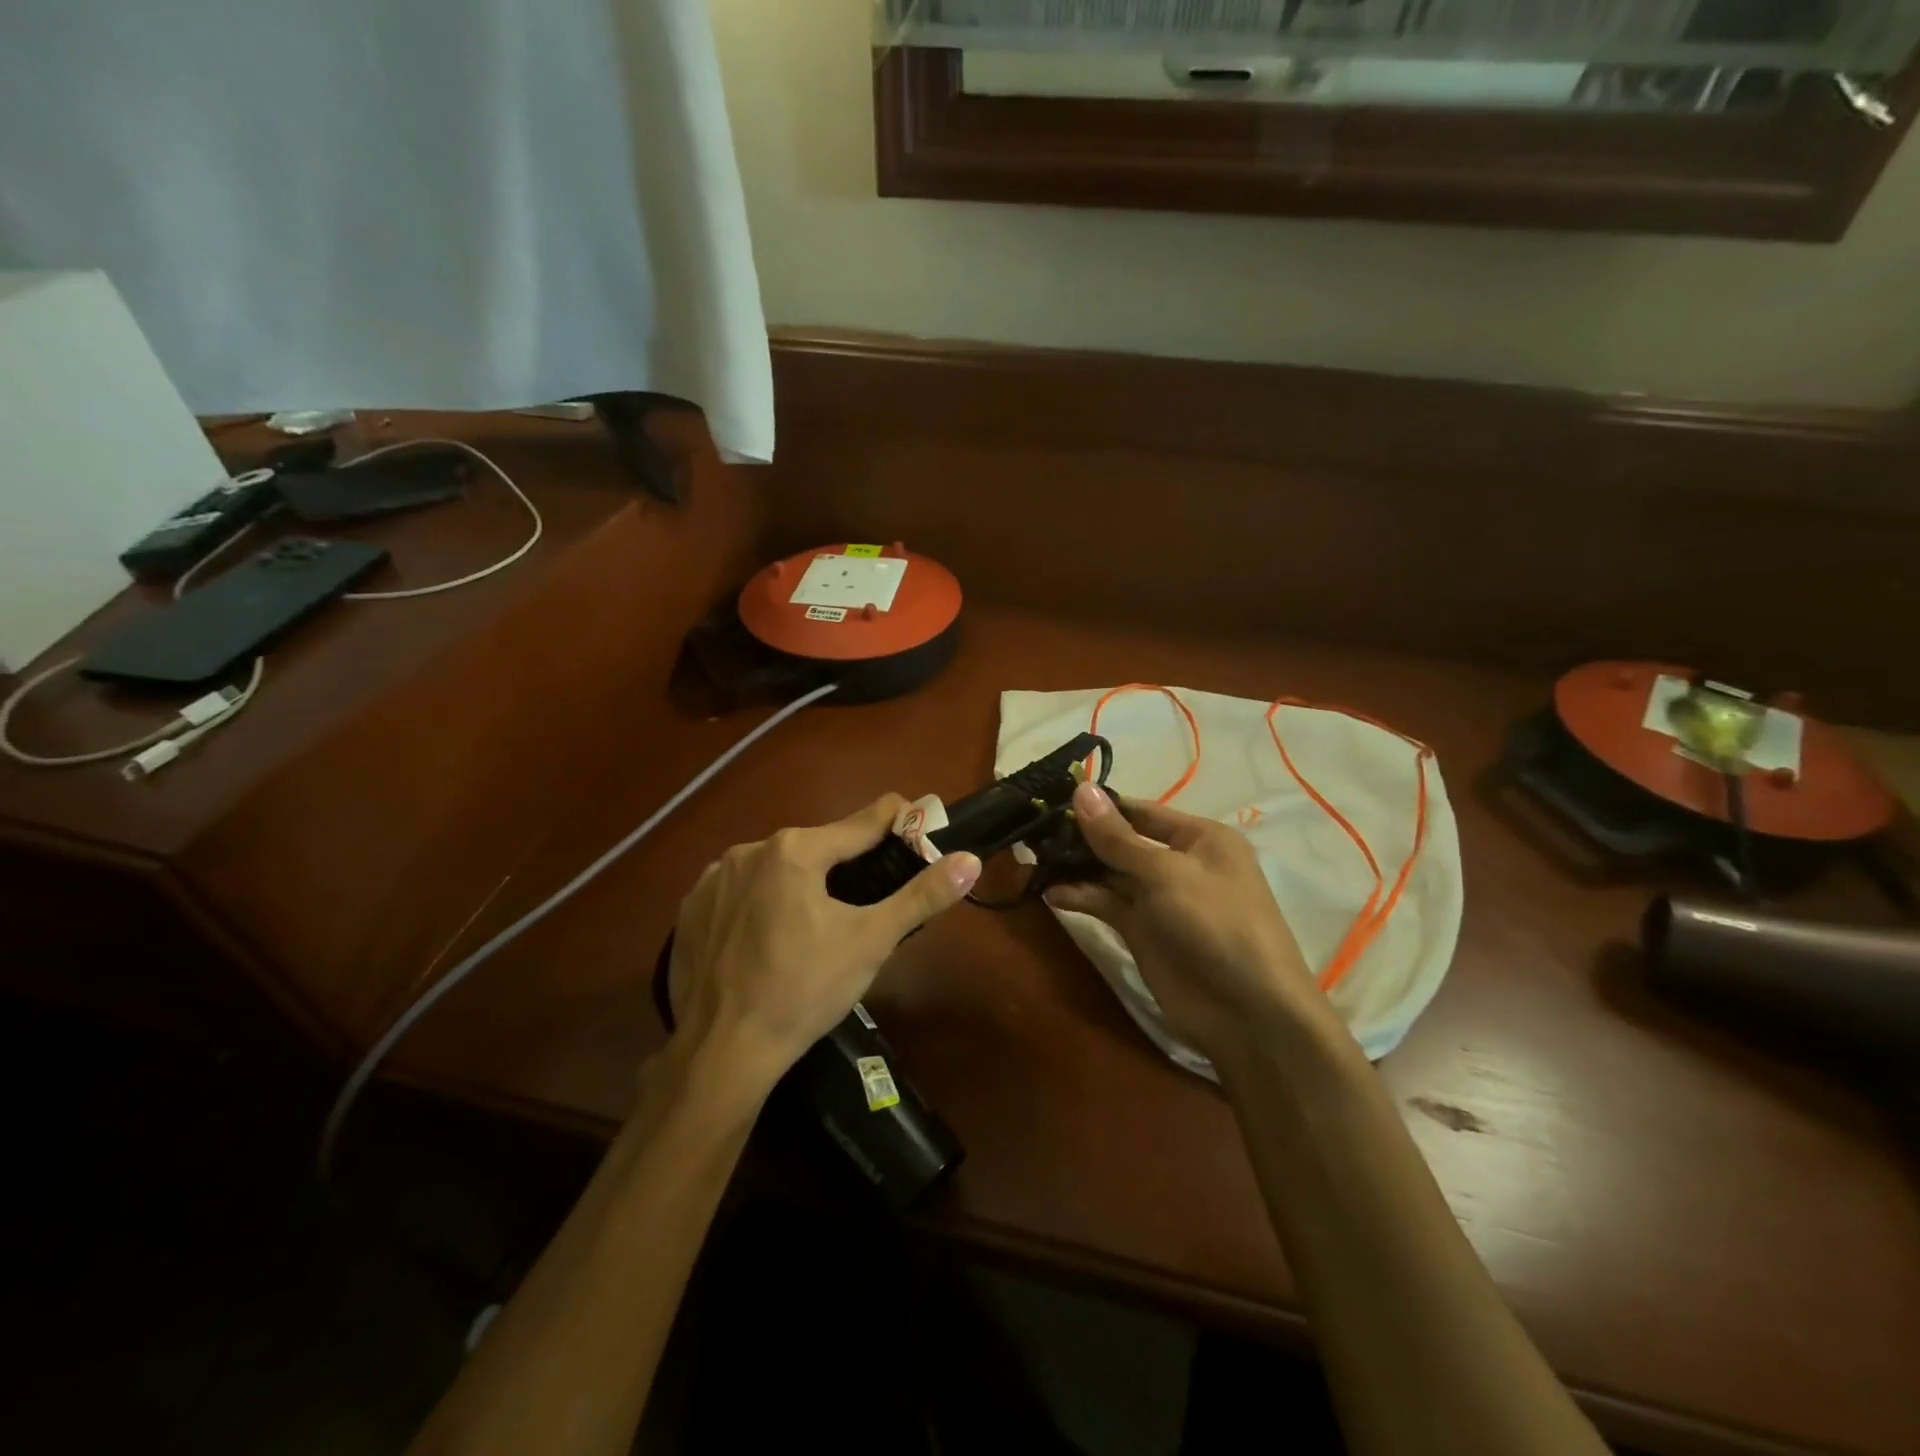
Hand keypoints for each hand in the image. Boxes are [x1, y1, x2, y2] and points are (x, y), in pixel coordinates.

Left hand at [669, 795, 980, 1093]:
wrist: (721, 1052)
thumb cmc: (804, 991)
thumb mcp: (870, 942)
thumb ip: (921, 896)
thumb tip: (969, 860)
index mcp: (795, 849)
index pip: (862, 822)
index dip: (897, 825)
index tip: (917, 831)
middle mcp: (749, 849)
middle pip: (817, 846)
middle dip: (845, 866)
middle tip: (865, 905)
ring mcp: (713, 878)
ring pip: (777, 868)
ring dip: (801, 884)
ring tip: (815, 928)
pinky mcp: (691, 908)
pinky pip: (740, 891)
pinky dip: (761, 904)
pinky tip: (768, 940)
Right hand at [1047, 782, 1319, 1063]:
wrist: (1247, 1013)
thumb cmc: (1216, 924)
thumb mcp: (1166, 873)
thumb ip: (1118, 837)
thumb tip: (1081, 789)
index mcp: (1200, 838)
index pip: (1140, 811)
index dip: (1100, 806)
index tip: (1053, 799)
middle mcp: (1179, 863)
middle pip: (1122, 841)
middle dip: (1081, 836)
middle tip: (1033, 830)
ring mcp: (1160, 899)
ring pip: (1110, 873)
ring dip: (1075, 867)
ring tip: (1032, 858)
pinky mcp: (1143, 931)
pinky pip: (1107, 904)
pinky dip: (1081, 897)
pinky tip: (1050, 894)